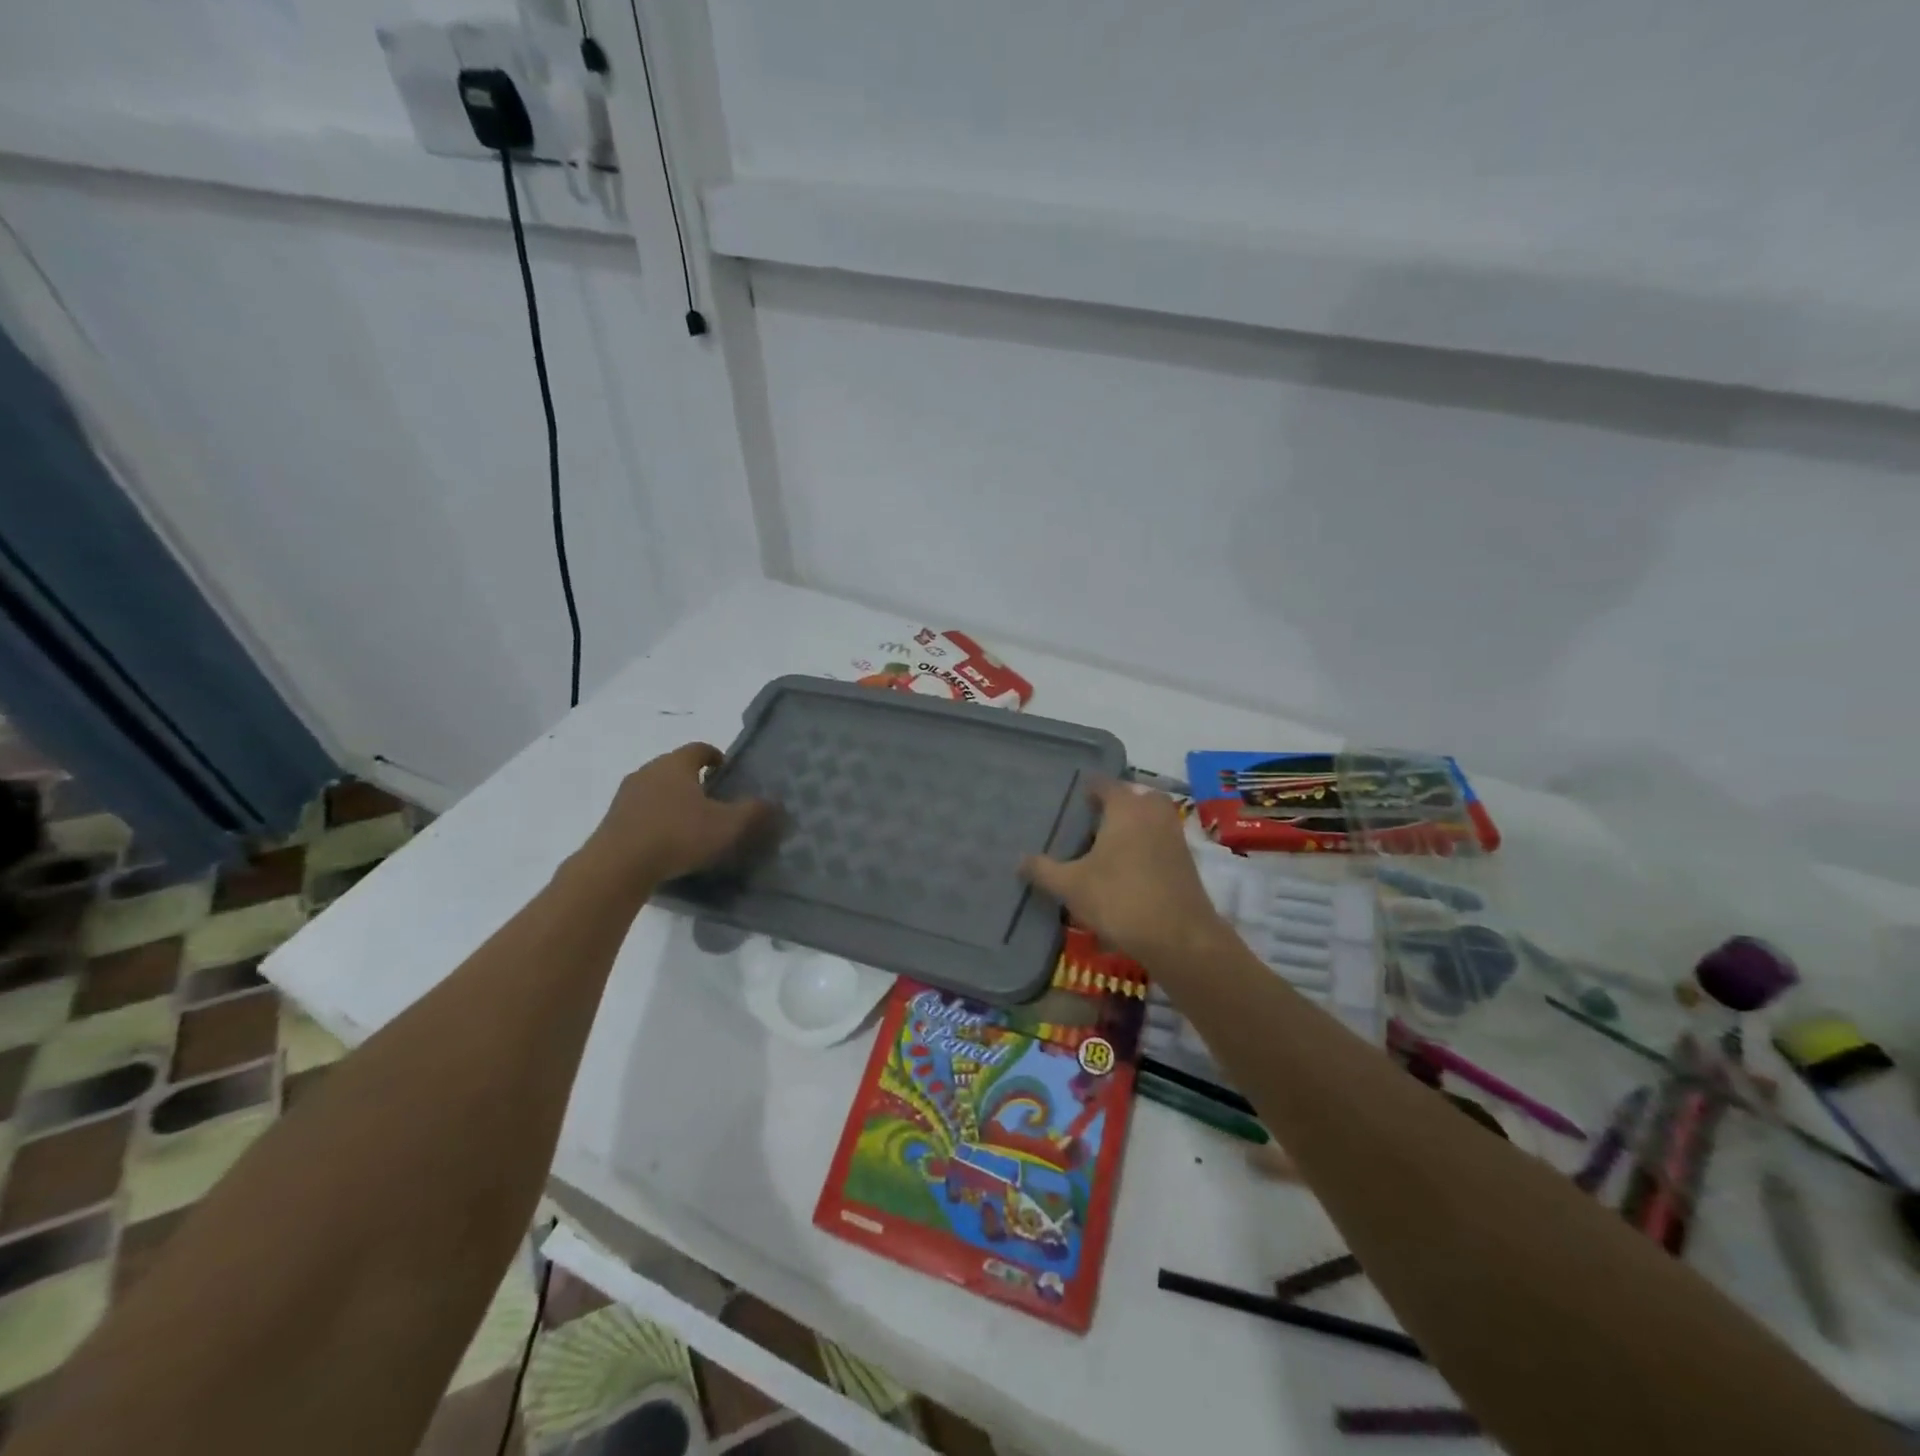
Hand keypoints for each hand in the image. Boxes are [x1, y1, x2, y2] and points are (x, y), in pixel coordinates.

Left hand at [580, 743, 775, 888]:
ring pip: (656, 788)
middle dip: (693, 779)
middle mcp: (648, 771)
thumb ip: (752, 812)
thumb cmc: (678, 835)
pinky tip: (666, 840)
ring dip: (672, 799)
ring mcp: (626, 795)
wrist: (617, 866)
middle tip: (712, 798)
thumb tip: (773, 802)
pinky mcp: (612, 819)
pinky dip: (655, 818)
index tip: (725, 768)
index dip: (714, 756)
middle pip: (675, 767)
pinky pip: (640, 811)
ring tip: (689, 822)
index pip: (699, 748)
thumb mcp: (726, 825)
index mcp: (676, 764)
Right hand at [1021, 780, 1228, 969]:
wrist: (1179, 937)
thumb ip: (1044, 870)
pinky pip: (1160, 842)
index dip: (1088, 789)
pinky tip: (1127, 870)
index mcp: (1126, 807)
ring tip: (1106, 847)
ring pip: (1151, 819)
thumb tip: (1019, 860)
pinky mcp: (1186, 862)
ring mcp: (1174, 837)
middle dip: (1116, 804)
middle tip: (1092, 820)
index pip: (1105, 784)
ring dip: (1133, 826)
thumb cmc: (1119, 899)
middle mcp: (1153, 813)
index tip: (1073, 799)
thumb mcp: (1071, 886)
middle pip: (1135, 797)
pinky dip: (1146, 847)